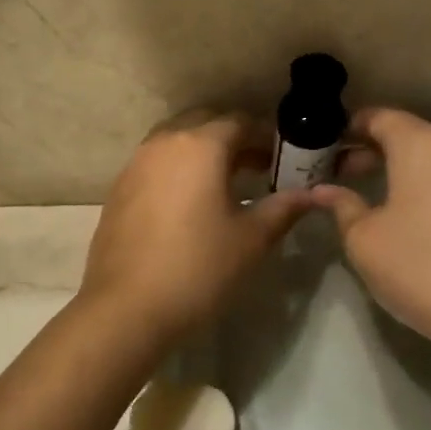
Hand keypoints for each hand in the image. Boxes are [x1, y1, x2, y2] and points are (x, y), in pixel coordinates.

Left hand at [81, 112, 311, 345]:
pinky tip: (190, 203)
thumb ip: (283, 209)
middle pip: (204, 123)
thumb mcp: (251, 239)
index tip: (283, 159)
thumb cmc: (198, 268)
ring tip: (226, 184)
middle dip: (233, 139)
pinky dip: (178, 169)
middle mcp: (164, 143)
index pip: (239, 122)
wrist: (126, 307)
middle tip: (258, 167)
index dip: (265, 137)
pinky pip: (155, 163)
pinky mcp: (119, 188)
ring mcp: (135, 164)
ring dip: (203, 152)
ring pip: (176, 141)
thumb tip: (311, 195)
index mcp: (200, 145)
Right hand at [313, 108, 430, 364]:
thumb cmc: (420, 267)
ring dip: (405, 169)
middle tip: (343, 174)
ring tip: (378, 197)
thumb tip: (323, 191)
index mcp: (422, 144)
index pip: (380, 117)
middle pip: (410, 135)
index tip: (327, 146)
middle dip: (374, 150)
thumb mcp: (364, 239)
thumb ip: (342, 205)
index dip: (350, 127)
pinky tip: (418, 218)